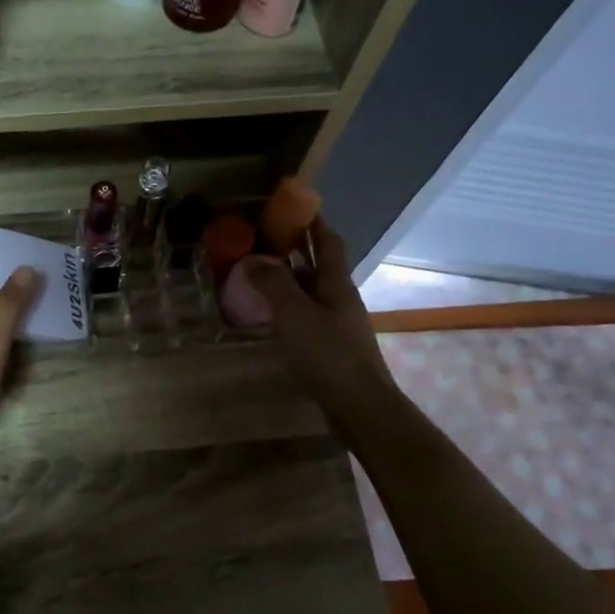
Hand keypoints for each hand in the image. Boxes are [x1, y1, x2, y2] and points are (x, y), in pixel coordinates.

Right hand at [242, 219, 393, 429]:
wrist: (360, 406)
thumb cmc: (328, 354)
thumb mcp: (294, 314)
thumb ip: (273, 284)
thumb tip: (254, 259)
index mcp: (337, 283)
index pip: (328, 241)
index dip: (313, 222)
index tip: (291, 207)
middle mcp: (341, 298)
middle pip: (320, 265)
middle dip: (296, 249)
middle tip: (263, 240)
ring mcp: (339, 324)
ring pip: (313, 291)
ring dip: (291, 279)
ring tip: (260, 275)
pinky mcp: (332, 347)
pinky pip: (308, 315)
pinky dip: (290, 307)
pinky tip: (272, 316)